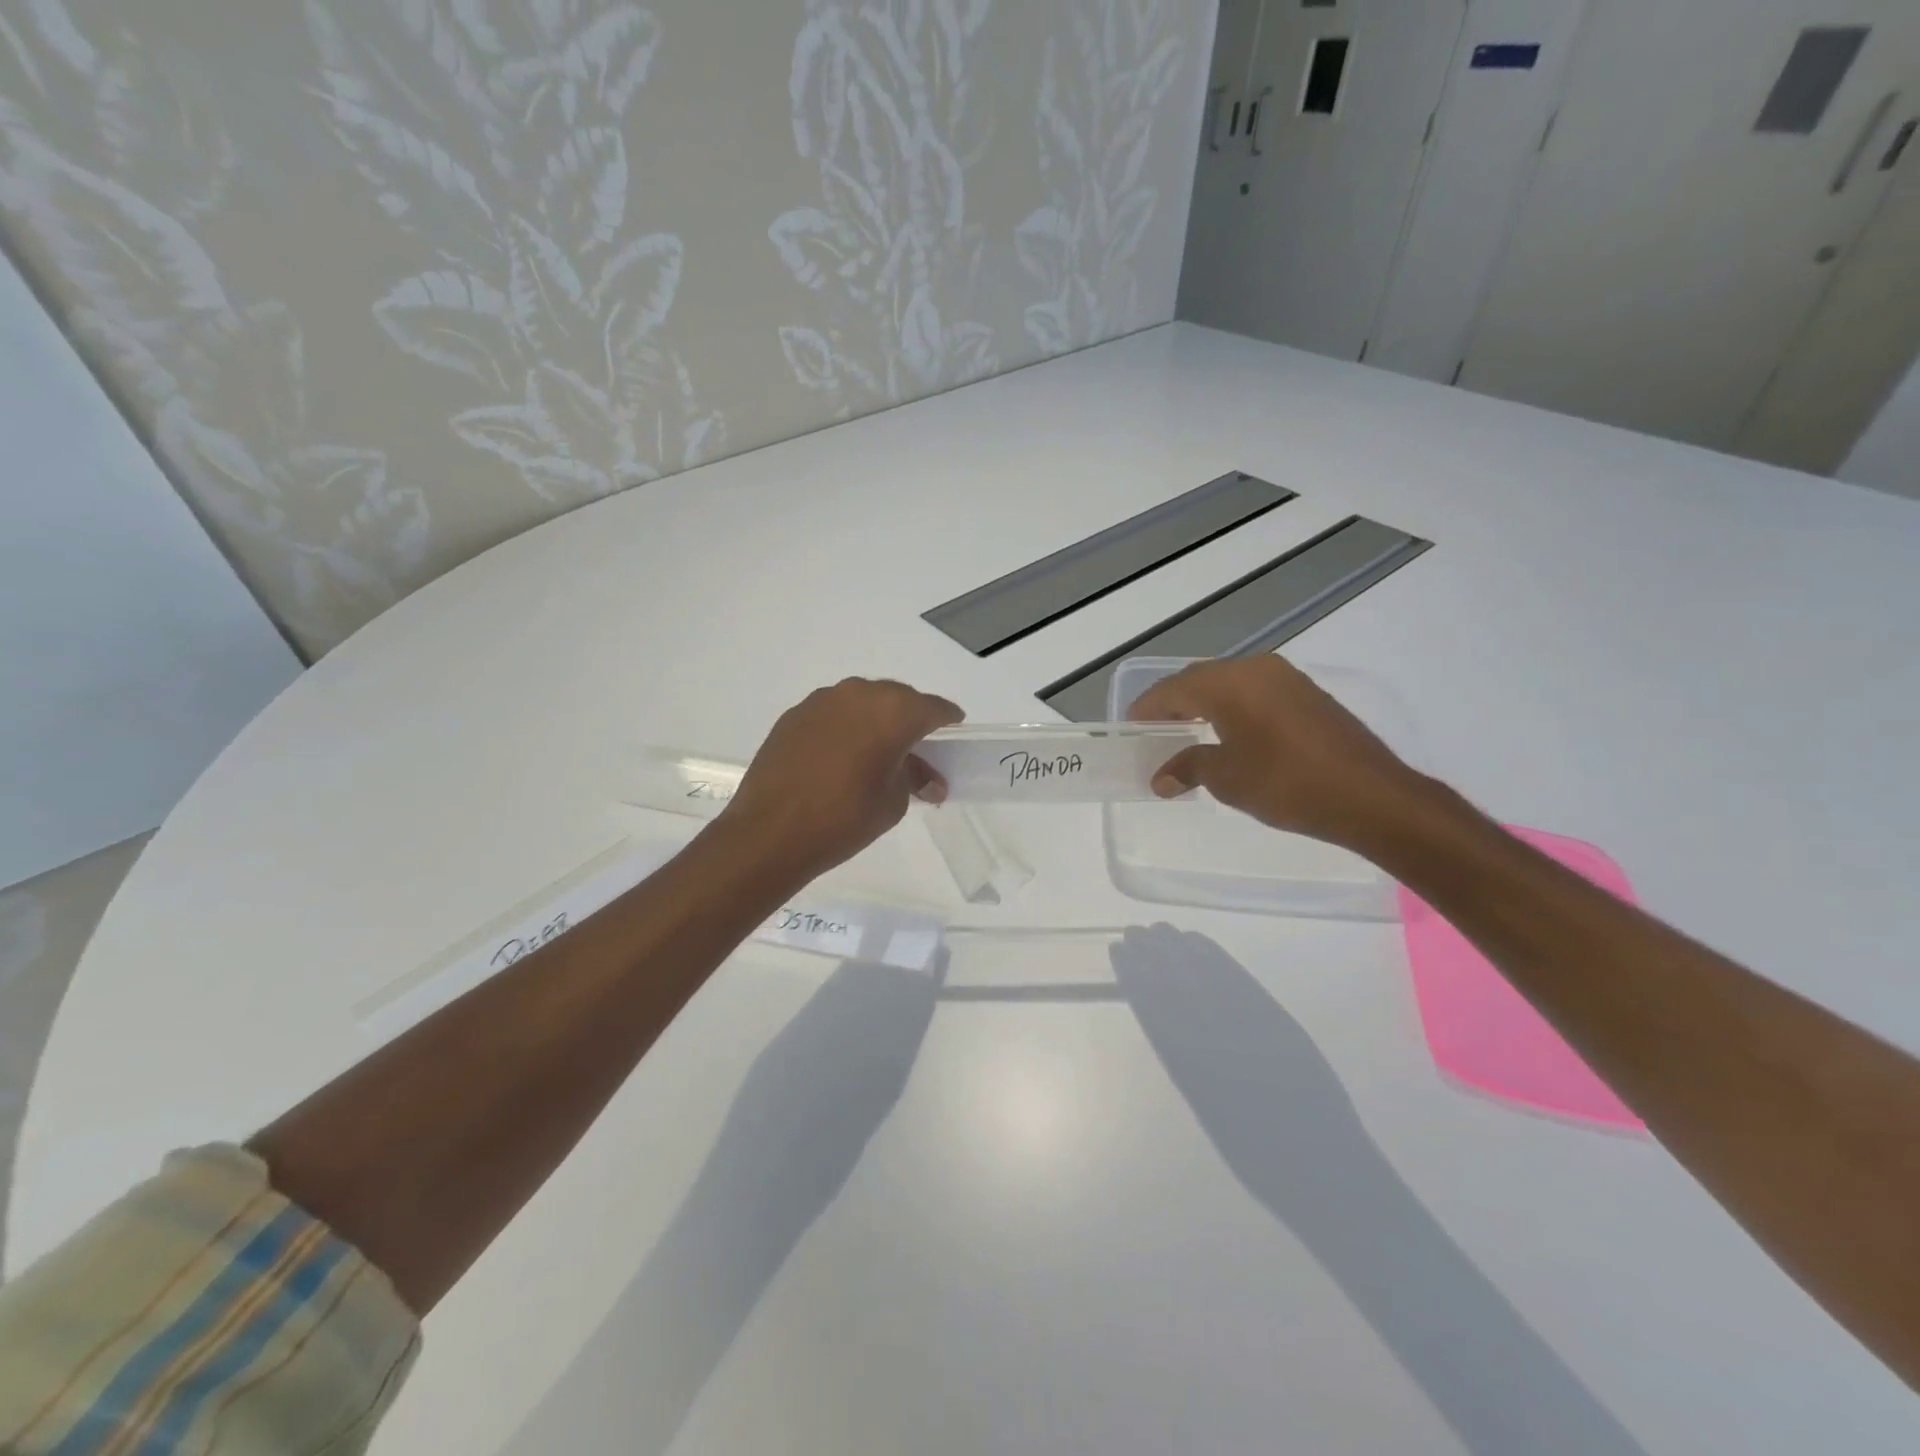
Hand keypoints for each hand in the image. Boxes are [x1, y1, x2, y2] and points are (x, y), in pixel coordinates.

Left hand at [720, 677, 962, 879]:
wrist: (770, 832)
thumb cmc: (844, 818)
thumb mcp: (893, 802)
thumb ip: (914, 778)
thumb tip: (929, 779)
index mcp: (893, 712)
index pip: (933, 708)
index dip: (947, 720)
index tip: (953, 731)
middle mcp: (859, 694)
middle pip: (897, 698)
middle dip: (910, 718)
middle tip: (916, 746)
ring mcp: (822, 701)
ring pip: (862, 700)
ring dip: (876, 718)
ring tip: (877, 749)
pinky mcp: (794, 715)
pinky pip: (833, 712)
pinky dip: (845, 726)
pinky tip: (842, 753)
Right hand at [1129, 655, 1426, 847]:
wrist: (1371, 796)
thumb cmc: (1287, 783)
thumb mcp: (1227, 778)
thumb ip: (1189, 768)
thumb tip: (1162, 778)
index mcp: (1228, 682)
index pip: (1173, 688)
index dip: (1147, 708)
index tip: (1130, 727)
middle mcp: (1256, 668)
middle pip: (1200, 680)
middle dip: (1174, 704)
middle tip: (1155, 732)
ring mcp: (1287, 679)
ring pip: (1230, 684)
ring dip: (1205, 705)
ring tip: (1188, 734)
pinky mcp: (1308, 695)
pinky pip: (1256, 693)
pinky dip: (1234, 709)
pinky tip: (1231, 735)